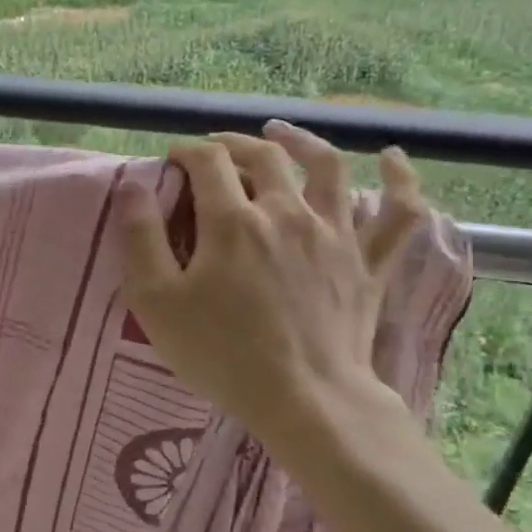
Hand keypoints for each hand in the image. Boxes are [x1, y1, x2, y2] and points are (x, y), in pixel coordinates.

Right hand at [117, 124, 425, 452]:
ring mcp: (335, 234)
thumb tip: (131, 184)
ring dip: (302, 140)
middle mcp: (287, 213)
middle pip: (263, 156)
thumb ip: (140, 238)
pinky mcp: (368, 262)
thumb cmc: (220, 353)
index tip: (172, 159)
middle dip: (233, 143)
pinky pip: (397, 212)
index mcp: (233, 221)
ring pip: (327, 167)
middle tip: (214, 149)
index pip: (208, 163)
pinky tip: (391, 157)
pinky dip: (399, 180)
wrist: (304, 399)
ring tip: (282, 132)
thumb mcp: (156, 302)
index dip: (186, 152)